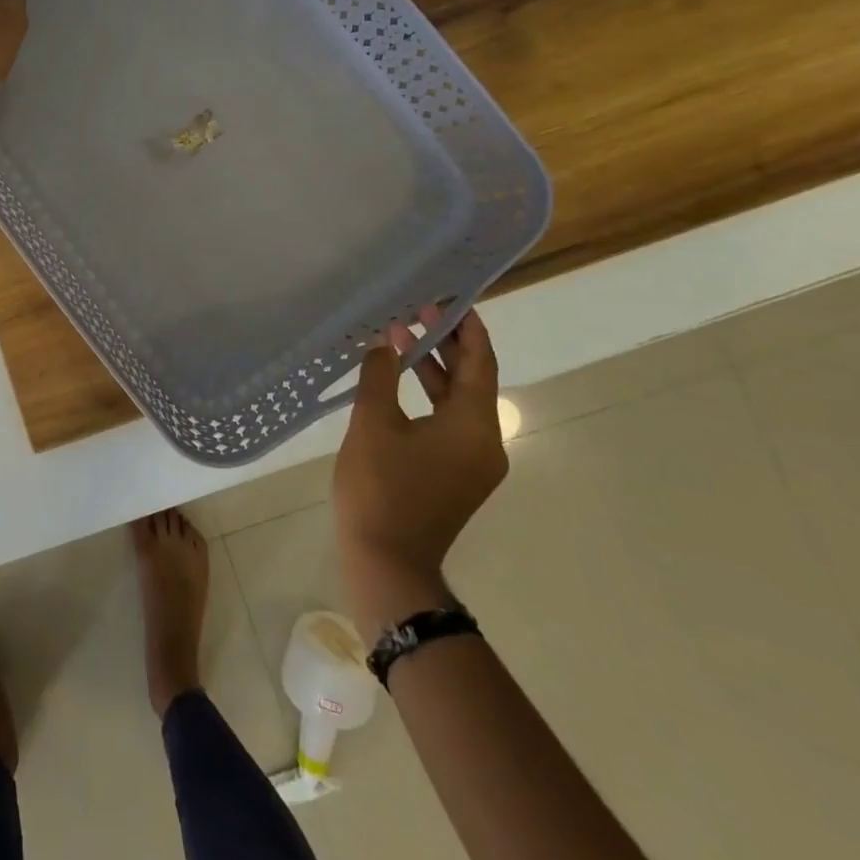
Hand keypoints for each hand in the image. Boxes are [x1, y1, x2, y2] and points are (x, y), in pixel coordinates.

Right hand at [332, 306, 505, 637]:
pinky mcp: (456, 475)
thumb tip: (386, 342)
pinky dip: (430, 396)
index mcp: (473, 426)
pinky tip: (400, 382)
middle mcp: (485, 442)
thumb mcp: (373, 423)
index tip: (446, 299)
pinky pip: (450, 422)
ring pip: (460, 402)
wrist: (387, 561)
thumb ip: (381, 375)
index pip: (480, 363)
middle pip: (473, 380)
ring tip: (404, 337)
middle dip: (447, 343)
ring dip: (435, 369)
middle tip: (418, 310)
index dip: (466, 328)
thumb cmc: (381, 487)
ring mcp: (473, 463)